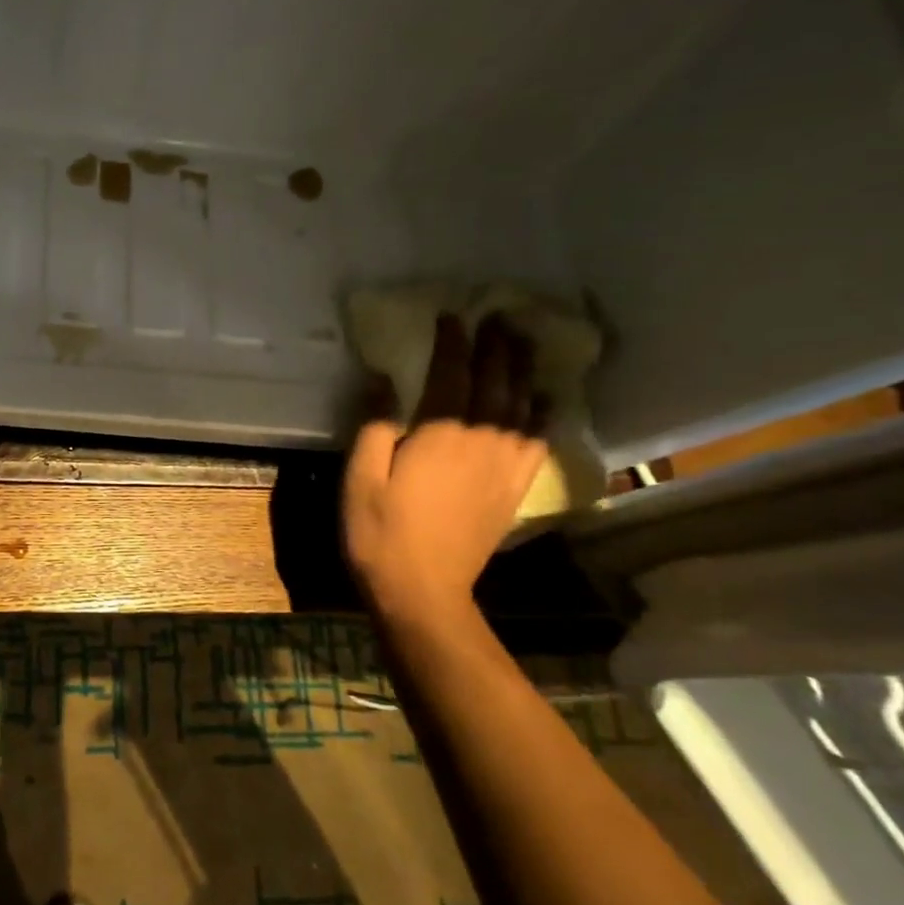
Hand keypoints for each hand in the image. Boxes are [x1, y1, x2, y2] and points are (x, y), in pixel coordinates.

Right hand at [343, 314, 547, 624]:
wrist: (422, 590)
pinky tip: (543, 402)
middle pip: (495, 382)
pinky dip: (542, 415)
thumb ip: (374, 424)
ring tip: (524, 346)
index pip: (451, 373)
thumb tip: (384, 379)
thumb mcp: (360, 476)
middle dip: (496, 347)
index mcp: (439, 433)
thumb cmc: (380, 531)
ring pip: (521, 406)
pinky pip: (537, 442)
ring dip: (523, 371)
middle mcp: (480, 441)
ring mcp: (504, 466)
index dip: (452, 341)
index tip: (451, 315)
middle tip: (499, 317)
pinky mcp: (513, 489)